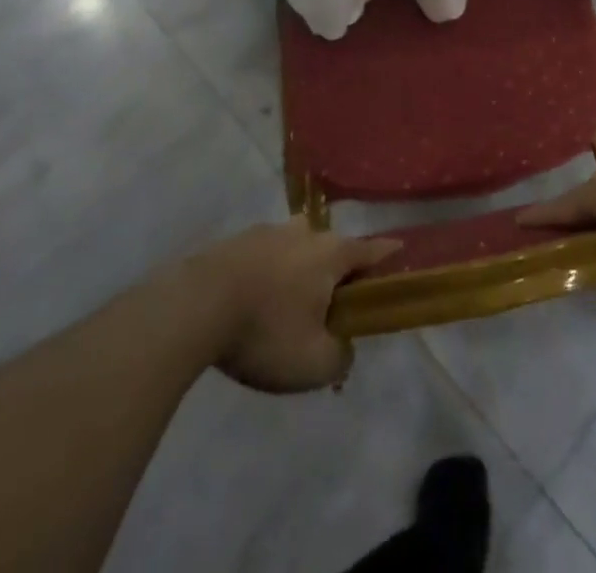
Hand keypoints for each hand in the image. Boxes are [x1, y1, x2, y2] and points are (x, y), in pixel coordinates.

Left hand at [188, 220, 397, 392]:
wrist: (194, 306)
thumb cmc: (265, 331)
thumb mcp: (313, 364)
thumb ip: (340, 357)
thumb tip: (342, 347)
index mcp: (331, 254)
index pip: (371, 251)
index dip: (388, 254)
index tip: (401, 251)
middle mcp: (305, 233)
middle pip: (331, 247)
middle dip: (337, 269)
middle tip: (332, 301)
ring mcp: (267, 232)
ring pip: (296, 247)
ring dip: (299, 269)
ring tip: (289, 303)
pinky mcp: (235, 242)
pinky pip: (264, 256)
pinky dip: (267, 273)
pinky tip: (253, 302)